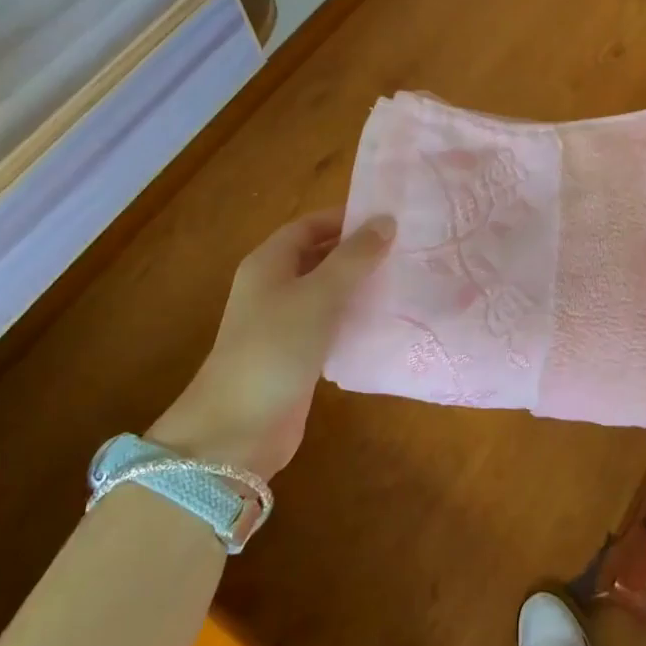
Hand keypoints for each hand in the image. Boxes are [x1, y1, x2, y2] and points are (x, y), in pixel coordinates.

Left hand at [148, 209, 392, 477]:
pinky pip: (332, 325)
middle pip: (320, 257)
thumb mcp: (318, 295)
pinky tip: (387, 321)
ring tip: (405, 281)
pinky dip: (356, 319)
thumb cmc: (275, 348)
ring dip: (361, 286)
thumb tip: (386, 221)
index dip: (346, 219)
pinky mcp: (298, 354)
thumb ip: (353, 258)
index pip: (310, 225)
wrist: (239, 426)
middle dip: (358, 252)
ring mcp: (285, 323)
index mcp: (269, 263)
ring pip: (328, 293)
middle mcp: (274, 287)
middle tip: (406, 250)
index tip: (390, 220)